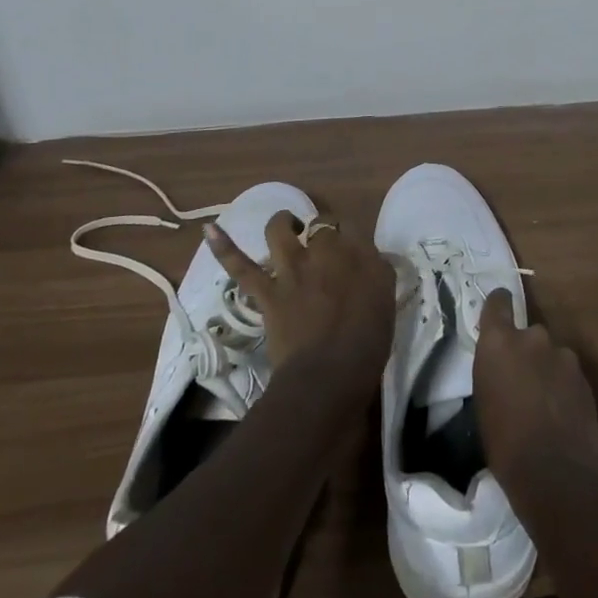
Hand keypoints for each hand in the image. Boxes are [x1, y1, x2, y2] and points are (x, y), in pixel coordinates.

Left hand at [205, 213, 394, 387]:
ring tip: (288, 225)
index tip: (349, 246)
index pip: (350, 226)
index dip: (347, 233)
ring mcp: (291, 269)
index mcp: (358, 253)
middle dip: (320, 229)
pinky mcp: (266, 291)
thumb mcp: (386, 301)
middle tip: (322, 244)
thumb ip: (378, 272)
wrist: (329, 375)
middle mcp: (324, 251)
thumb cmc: (367, 342)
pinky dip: (224, 248)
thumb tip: (373, 259)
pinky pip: (241, 266)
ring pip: (280, 230)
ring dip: (283, 222)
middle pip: (319, 224)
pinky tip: (210, 230)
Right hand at [475, 288, 597, 494]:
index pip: (499, 301)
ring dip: (547, 370)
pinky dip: (564, 387)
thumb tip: (503, 367)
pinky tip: (562, 414)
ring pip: (552, 355)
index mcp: (500, 341)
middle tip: (522, 381)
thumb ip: (495, 370)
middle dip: (526, 351)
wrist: (554, 472)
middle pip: (529, 333)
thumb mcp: (484, 400)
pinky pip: (568, 374)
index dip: (499, 305)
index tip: (499, 313)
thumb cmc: (504, 442)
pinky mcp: (584, 377)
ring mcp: (563, 355)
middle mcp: (533, 337)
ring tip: (545, 403)